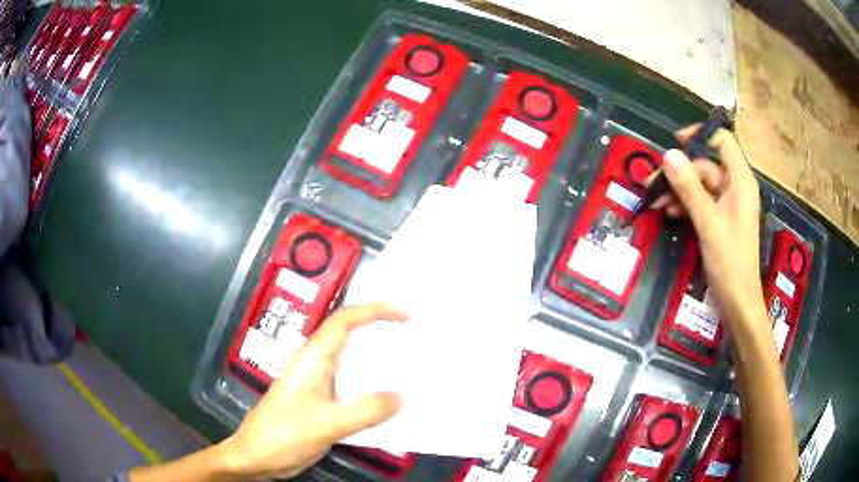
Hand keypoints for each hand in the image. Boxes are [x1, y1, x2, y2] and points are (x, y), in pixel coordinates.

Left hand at [219, 303, 406, 478]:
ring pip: (350, 362)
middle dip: (379, 331)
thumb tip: (401, 395)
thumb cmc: (284, 434)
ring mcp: (315, 383)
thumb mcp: (327, 424)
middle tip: (413, 338)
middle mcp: (315, 365)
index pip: (345, 321)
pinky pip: (349, 386)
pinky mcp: (318, 401)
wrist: (255, 455)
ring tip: (407, 366)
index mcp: (313, 359)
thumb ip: (364, 411)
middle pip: (348, 336)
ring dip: (376, 360)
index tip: (406, 315)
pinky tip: (386, 400)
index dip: (375, 311)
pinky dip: (369, 386)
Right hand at [656, 126, 767, 329]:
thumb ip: (689, 187)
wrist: (738, 302)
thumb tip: (668, 153)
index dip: (699, 135)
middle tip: (652, 184)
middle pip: (706, 165)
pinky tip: (670, 214)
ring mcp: (729, 204)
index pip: (722, 140)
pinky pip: (702, 202)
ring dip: (679, 191)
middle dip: (680, 173)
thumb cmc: (730, 261)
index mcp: (740, 180)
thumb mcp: (708, 222)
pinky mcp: (722, 220)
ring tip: (656, 203)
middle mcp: (736, 187)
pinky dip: (686, 205)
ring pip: (701, 185)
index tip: (674, 142)